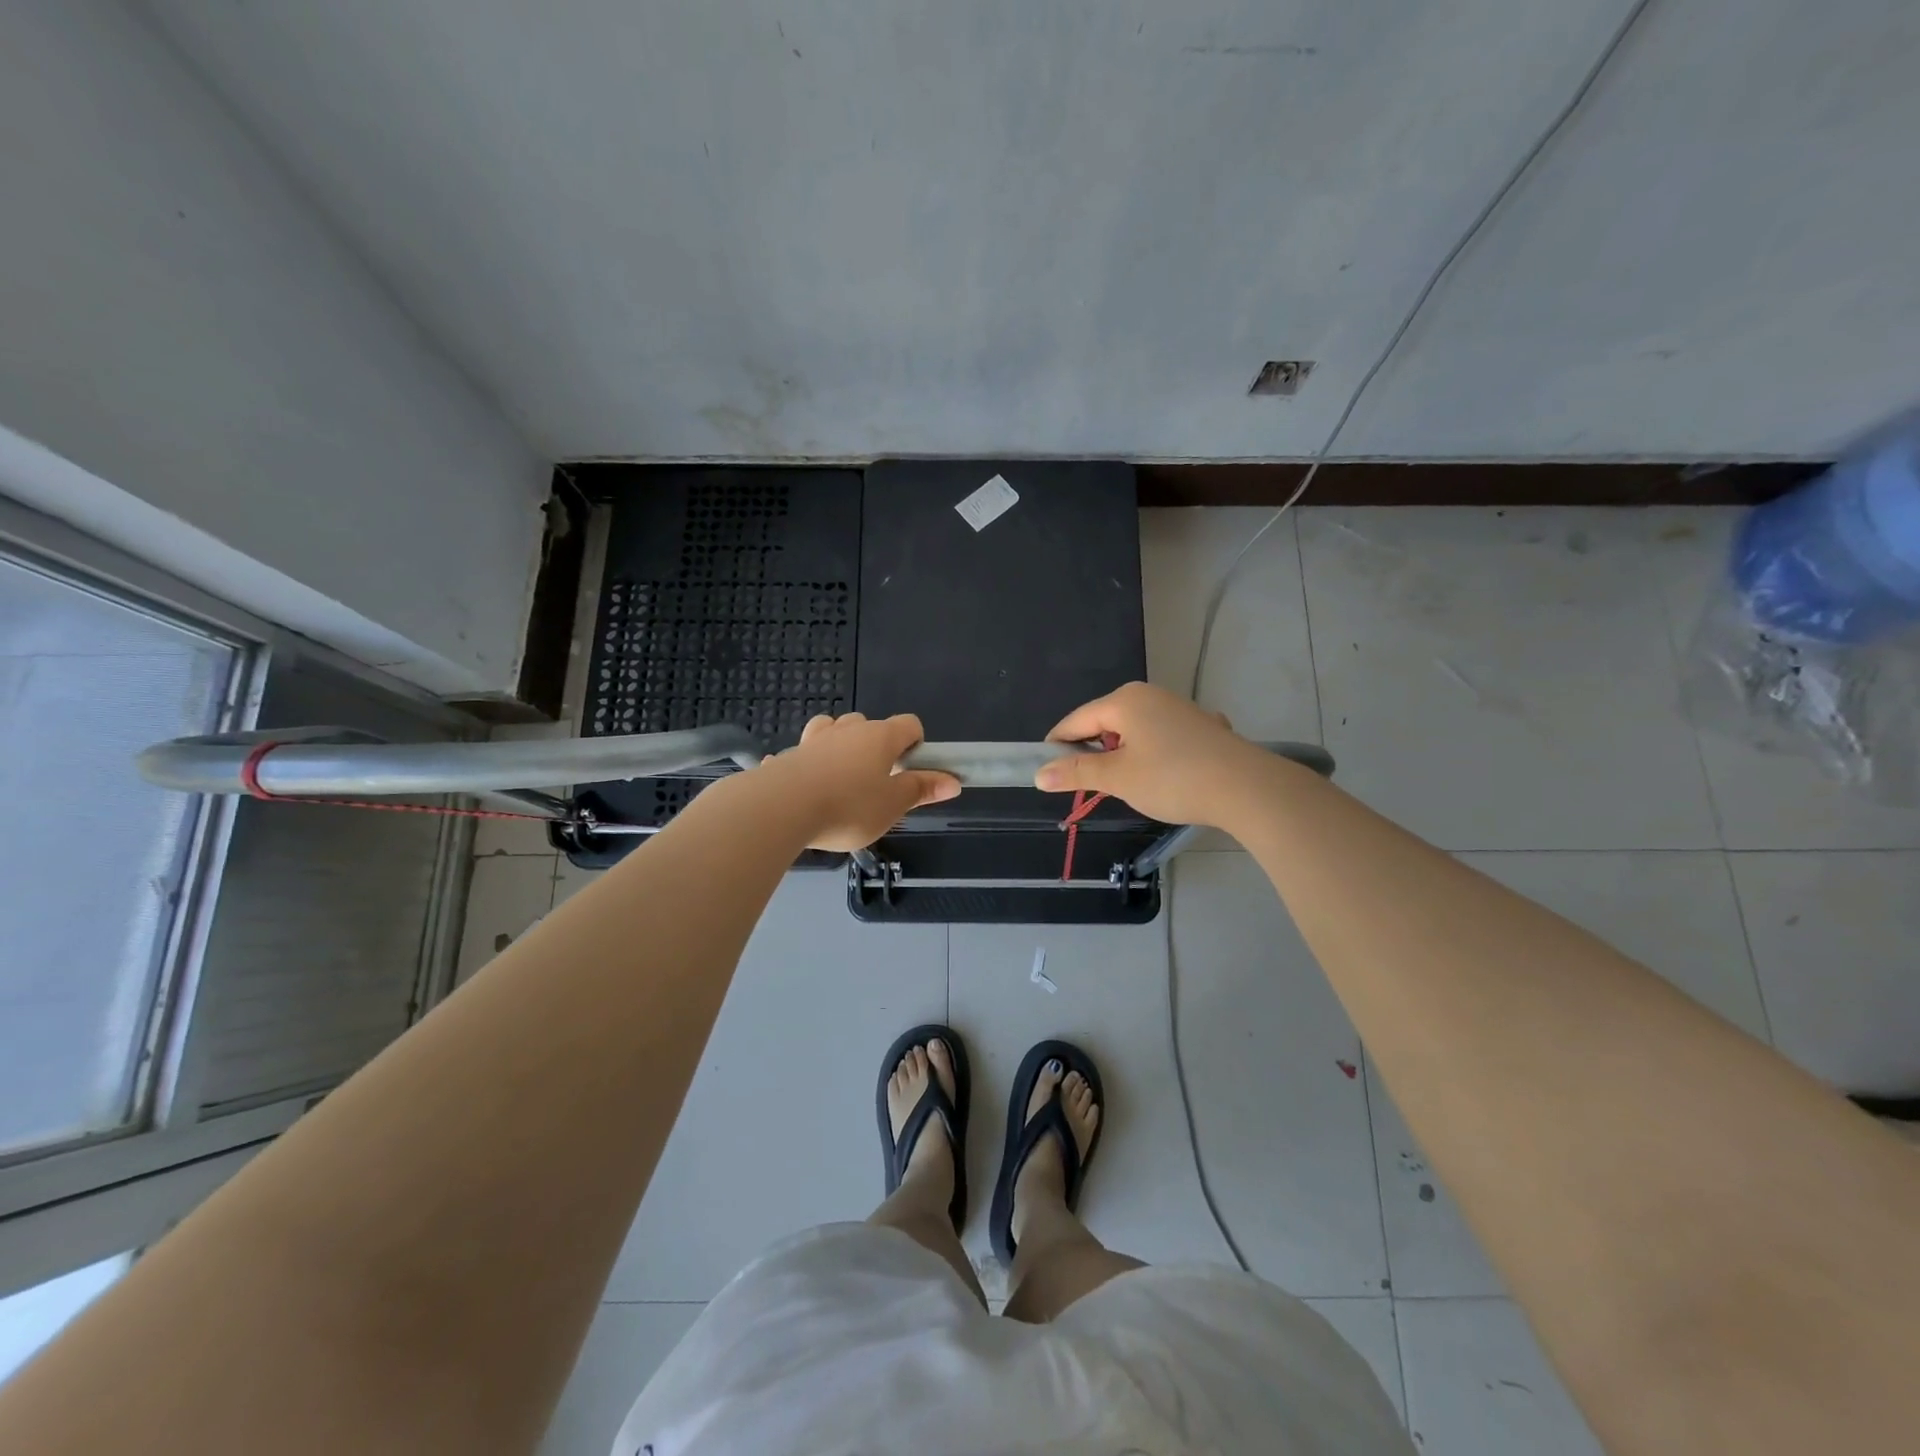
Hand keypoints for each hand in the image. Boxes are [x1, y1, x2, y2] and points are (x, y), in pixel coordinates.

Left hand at [767, 712, 960, 851]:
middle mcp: (848, 729)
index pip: (909, 724)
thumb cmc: (849, 807)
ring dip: (840, 746)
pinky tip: (801, 787)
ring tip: (841, 778)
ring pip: (833, 730)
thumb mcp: (893, 805)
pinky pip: (801, 754)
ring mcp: (814, 739)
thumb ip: (921, 790)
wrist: (782, 808)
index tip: (910, 771)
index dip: (916, 744)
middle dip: (876, 747)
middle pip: (870, 724)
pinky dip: (806, 765)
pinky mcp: (787, 756)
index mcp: (881, 737)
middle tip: (876, 783)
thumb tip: (954, 781)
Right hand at [1034, 682, 1263, 826]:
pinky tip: (1165, 775)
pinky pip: (1160, 736)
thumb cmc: (1173, 778)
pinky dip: (1152, 753)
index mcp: (1124, 701)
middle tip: (1089, 785)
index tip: (1048, 773)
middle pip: (1105, 722)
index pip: (1076, 720)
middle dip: (1093, 751)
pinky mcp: (1200, 725)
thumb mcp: (1118, 778)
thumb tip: (1039, 774)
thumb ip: (1077, 773)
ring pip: (1133, 730)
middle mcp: (1150, 695)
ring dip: (1123, 754)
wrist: (1247, 788)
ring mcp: (1178, 708)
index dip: (1058, 746)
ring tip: (1127, 785)